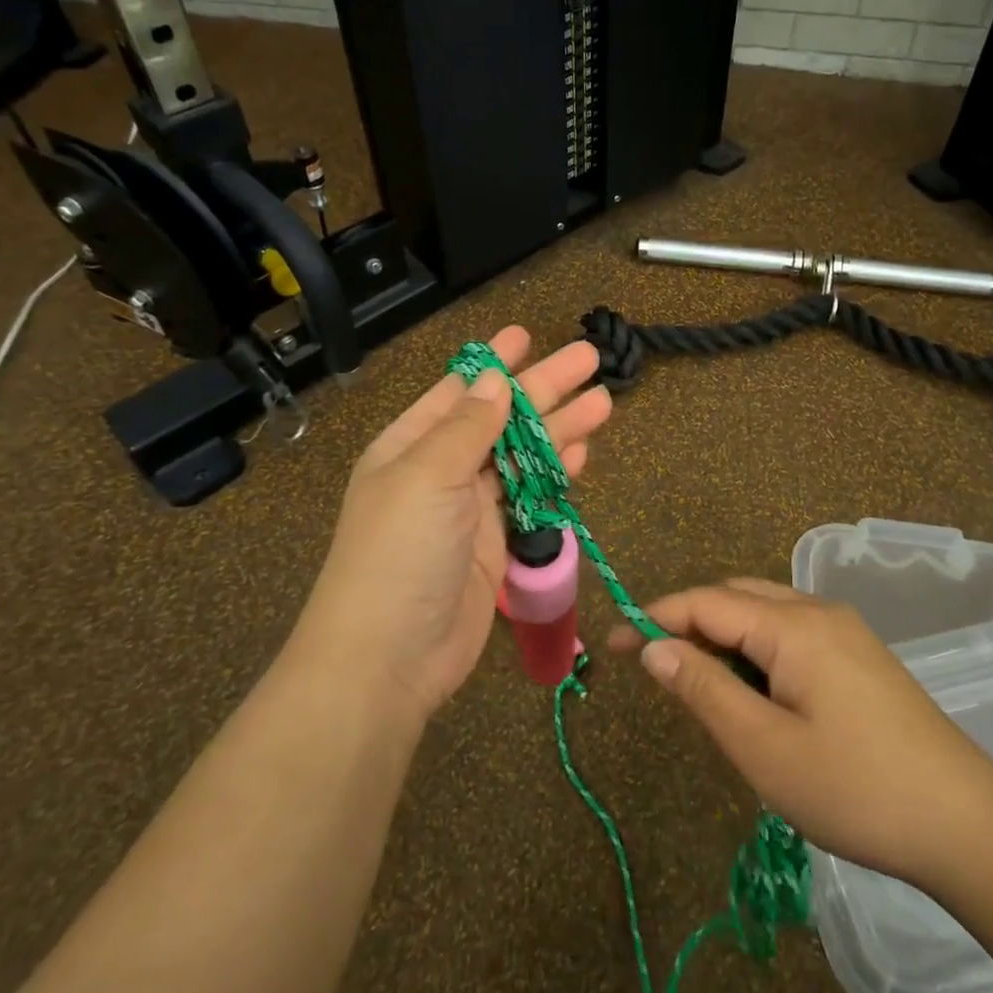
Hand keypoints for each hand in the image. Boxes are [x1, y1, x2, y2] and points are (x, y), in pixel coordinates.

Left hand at [301, 326, 610, 720]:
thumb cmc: (400, 552)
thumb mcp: (428, 475)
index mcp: (412, 445)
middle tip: (590, 359)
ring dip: (560, 429)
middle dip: (544, 389)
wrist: (389, 658)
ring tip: (604, 402)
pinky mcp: (496, 545)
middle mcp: (441, 471)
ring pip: (523, 457)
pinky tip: (581, 452)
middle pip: (502, 419)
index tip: (527, 334)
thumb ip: (468, 426)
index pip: (460, 391)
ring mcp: (470, 510)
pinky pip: (531, 497)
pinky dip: (555, 474)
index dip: (495, 362)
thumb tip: (493, 377)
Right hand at [608, 579, 992, 889]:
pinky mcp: (860, 658)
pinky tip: (756, 696)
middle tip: (656, 670)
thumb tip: (652, 648)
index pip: (705, 602)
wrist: (969, 825)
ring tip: (701, 688)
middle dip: (688, 623)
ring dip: (723, 639)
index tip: (609, 643)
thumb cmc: (856, 788)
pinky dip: (756, 652)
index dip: (653, 617)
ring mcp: (844, 632)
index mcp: (792, 625)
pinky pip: (791, 636)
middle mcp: (817, 612)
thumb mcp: (764, 748)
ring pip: (764, 614)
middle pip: (735, 598)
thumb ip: (703, 689)